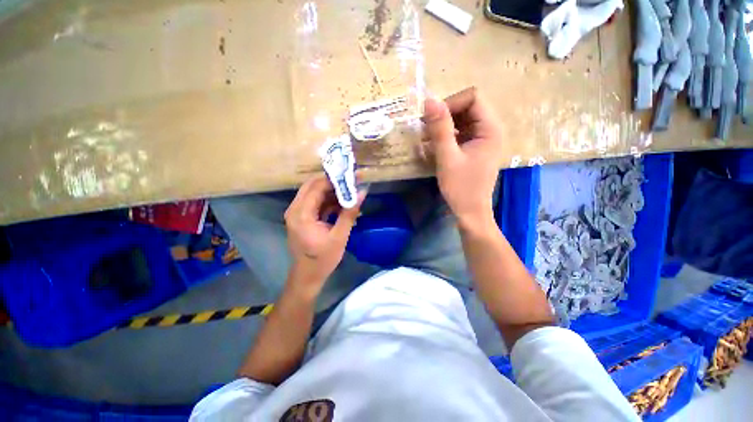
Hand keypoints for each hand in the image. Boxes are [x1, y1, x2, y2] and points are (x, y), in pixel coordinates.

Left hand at [284, 175, 364, 293]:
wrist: (308, 276)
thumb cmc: (323, 259)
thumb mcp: (339, 236)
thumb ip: (349, 213)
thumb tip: (362, 193)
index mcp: (301, 214)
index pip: (316, 187)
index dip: (334, 179)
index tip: (351, 175)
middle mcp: (295, 209)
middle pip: (313, 186)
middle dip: (333, 182)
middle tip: (352, 180)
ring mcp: (298, 213)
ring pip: (315, 194)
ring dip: (332, 191)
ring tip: (351, 190)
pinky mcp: (303, 218)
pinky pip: (316, 203)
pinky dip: (329, 201)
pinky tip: (344, 203)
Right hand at [422, 87, 504, 228]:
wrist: (470, 211)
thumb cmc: (461, 187)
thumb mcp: (447, 158)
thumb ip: (439, 129)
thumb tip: (429, 101)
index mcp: (490, 129)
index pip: (472, 97)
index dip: (451, 103)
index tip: (432, 120)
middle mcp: (491, 129)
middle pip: (468, 106)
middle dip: (445, 114)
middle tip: (426, 129)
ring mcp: (483, 139)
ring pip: (463, 119)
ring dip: (444, 125)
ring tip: (428, 138)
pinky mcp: (475, 147)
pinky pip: (461, 132)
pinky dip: (447, 135)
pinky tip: (435, 145)